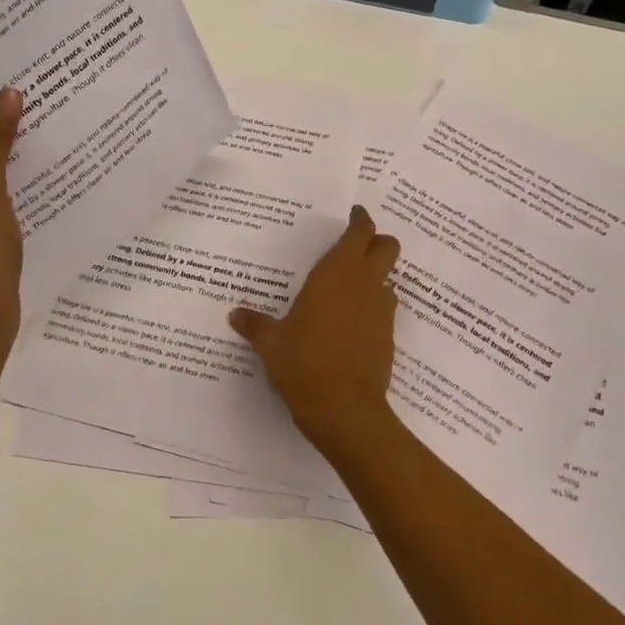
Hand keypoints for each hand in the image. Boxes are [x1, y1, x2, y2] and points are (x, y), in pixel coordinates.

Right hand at [229, 204, 402, 454]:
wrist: (346, 410)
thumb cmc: (304, 363)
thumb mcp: (271, 342)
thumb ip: (255, 324)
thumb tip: (235, 314)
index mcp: (337, 272)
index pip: (360, 231)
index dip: (360, 220)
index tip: (353, 214)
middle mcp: (365, 284)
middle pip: (387, 246)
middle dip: (376, 241)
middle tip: (355, 246)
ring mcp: (381, 311)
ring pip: (389, 278)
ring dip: (376, 276)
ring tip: (350, 288)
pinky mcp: (389, 337)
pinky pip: (384, 309)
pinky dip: (373, 307)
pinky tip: (352, 323)